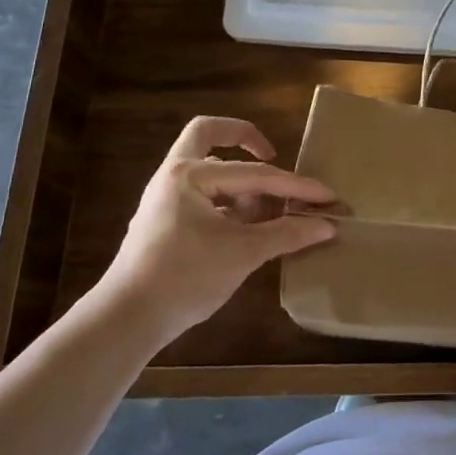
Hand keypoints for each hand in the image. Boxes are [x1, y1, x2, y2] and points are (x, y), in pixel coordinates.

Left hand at [93, 117, 337, 348]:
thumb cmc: (184, 278)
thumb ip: (287, 233)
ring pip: (207, 166)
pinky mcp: (165, 219)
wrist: (126, 320)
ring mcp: (166, 196)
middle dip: (244, 138)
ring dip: (239, 177)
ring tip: (269, 207)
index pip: (256, 174)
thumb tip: (329, 225)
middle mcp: (175, 174)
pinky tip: (249, 226)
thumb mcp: (243, 254)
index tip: (328, 197)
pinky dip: (228, 200)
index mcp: (190, 174)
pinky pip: (203, 193)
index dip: (296, 187)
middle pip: (209, 134)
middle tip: (272, 155)